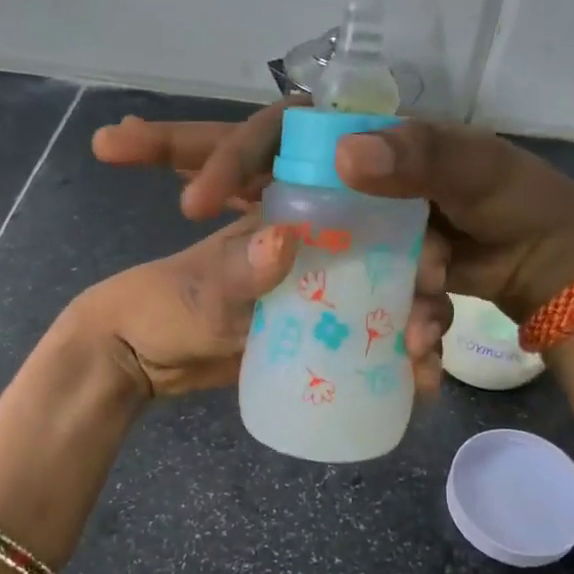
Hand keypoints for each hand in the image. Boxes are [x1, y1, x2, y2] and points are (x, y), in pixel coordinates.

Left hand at [67, 215, 450, 400]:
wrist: (142, 361)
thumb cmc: (161, 307)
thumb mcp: (198, 292)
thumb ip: (237, 270)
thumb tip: (287, 240)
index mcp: (286, 214)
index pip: (350, 189)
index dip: (389, 198)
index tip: (414, 237)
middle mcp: (315, 245)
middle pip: (388, 245)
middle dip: (419, 269)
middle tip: (432, 302)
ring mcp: (321, 290)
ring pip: (387, 291)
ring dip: (417, 317)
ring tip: (427, 353)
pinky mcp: (321, 332)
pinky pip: (370, 337)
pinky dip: (395, 358)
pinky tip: (418, 384)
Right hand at [92, 110, 573, 322]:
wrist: (545, 264)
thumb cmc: (514, 200)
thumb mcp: (474, 168)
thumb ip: (418, 155)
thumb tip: (343, 156)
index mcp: (354, 142)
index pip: (266, 132)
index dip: (220, 152)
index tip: (193, 199)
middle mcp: (334, 178)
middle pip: (243, 171)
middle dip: (183, 161)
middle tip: (113, 148)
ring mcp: (340, 226)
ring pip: (275, 236)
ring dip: (243, 259)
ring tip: (227, 271)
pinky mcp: (354, 269)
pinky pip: (316, 285)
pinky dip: (303, 304)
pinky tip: (289, 322)